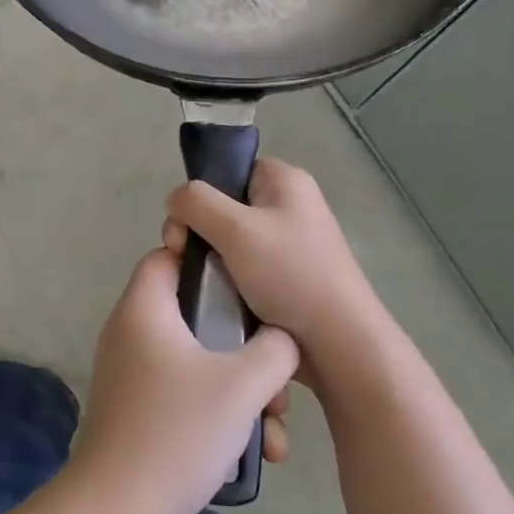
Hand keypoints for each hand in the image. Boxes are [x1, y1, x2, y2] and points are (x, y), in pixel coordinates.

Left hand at [67, 250, 298, 513]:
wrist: (118, 509)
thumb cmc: (177, 431)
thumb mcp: (241, 385)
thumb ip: (275, 349)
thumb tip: (282, 338)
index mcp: (144, 308)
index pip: (169, 255)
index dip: (209, 260)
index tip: (251, 284)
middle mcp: (132, 331)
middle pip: (195, 314)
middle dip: (245, 345)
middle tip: (276, 376)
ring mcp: (132, 372)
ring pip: (198, 360)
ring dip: (240, 388)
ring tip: (274, 428)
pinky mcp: (138, 407)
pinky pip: (185, 391)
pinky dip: (218, 409)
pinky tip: (255, 450)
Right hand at [163, 159, 390, 394]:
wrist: (338, 344)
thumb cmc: (290, 275)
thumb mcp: (236, 229)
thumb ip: (196, 202)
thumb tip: (175, 200)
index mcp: (284, 181)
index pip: (229, 169)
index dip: (202, 193)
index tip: (187, 227)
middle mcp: (289, 205)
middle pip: (223, 205)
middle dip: (198, 231)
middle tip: (184, 258)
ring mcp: (289, 243)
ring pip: (229, 241)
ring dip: (210, 260)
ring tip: (201, 284)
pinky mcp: (286, 276)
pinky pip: (243, 267)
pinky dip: (226, 280)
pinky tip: (217, 298)